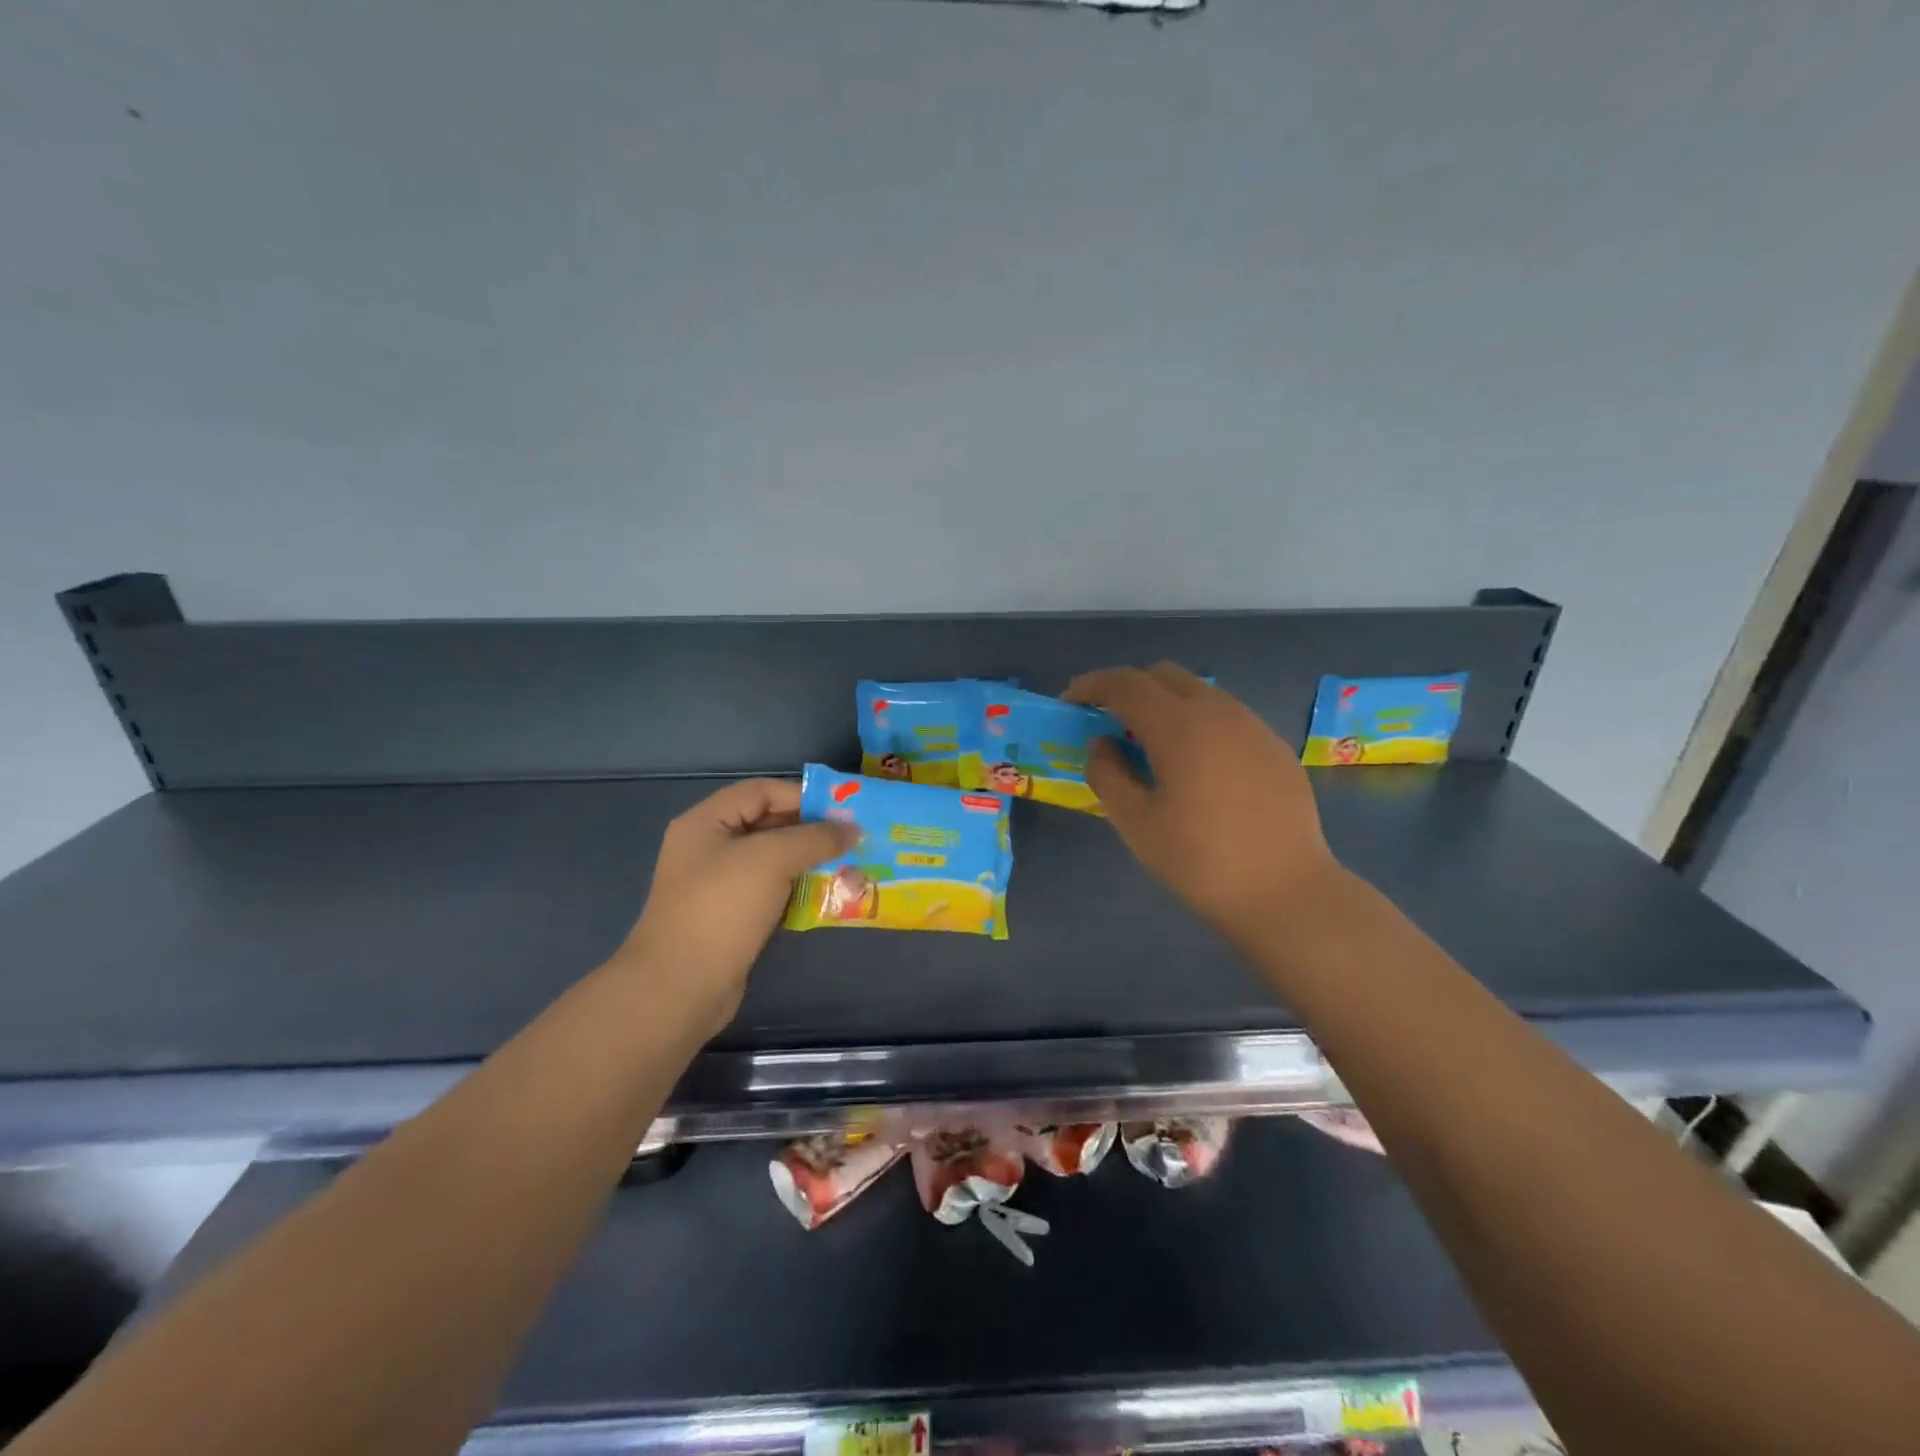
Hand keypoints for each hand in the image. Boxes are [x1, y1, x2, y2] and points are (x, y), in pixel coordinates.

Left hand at [616, 779, 856, 1036]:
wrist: (680, 987)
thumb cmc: (722, 908)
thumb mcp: (771, 859)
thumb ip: (815, 838)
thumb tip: (852, 829)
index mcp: (706, 822)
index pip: (761, 791)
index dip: (802, 796)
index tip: (844, 810)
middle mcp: (710, 847)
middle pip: (768, 824)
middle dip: (811, 830)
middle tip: (853, 839)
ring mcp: (719, 885)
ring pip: (773, 860)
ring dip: (810, 861)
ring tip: (849, 865)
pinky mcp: (732, 917)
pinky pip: (772, 891)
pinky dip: (799, 890)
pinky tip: (828, 895)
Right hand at [1065, 664, 1339, 936]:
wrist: (1286, 891)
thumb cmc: (1200, 860)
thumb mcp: (1136, 823)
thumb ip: (1107, 774)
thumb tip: (1102, 745)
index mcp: (1179, 725)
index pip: (1126, 683)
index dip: (1092, 686)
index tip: (1071, 702)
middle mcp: (1218, 711)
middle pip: (1164, 675)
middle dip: (1130, 689)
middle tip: (1110, 723)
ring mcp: (1252, 725)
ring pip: (1199, 692)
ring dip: (1166, 705)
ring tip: (1152, 747)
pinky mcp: (1274, 746)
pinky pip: (1226, 716)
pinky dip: (1198, 724)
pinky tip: (1197, 767)